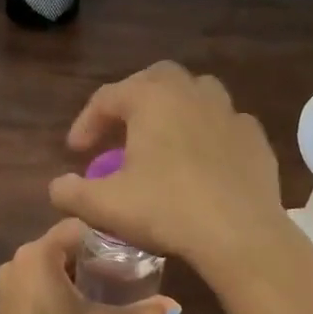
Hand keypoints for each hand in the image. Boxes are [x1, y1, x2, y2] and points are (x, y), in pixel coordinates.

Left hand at [0, 217, 178, 313]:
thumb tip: (174, 305)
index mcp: (37, 254)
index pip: (76, 227)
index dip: (104, 235)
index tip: (129, 250)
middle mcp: (17, 261)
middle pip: (61, 246)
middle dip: (91, 256)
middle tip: (123, 272)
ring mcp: (6, 286)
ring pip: (47, 267)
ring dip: (73, 275)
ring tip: (105, 291)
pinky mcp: (3, 308)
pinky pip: (35, 285)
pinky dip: (55, 290)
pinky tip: (78, 311)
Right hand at [48, 61, 302, 286]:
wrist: (240, 234)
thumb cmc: (167, 209)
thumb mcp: (106, 206)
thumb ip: (72, 193)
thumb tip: (57, 187)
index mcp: (151, 98)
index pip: (107, 98)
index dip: (87, 122)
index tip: (76, 151)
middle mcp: (191, 92)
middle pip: (155, 79)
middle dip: (133, 99)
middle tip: (120, 131)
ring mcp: (229, 112)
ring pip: (196, 92)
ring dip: (174, 108)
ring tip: (163, 138)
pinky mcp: (255, 138)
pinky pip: (225, 124)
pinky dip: (208, 133)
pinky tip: (203, 160)